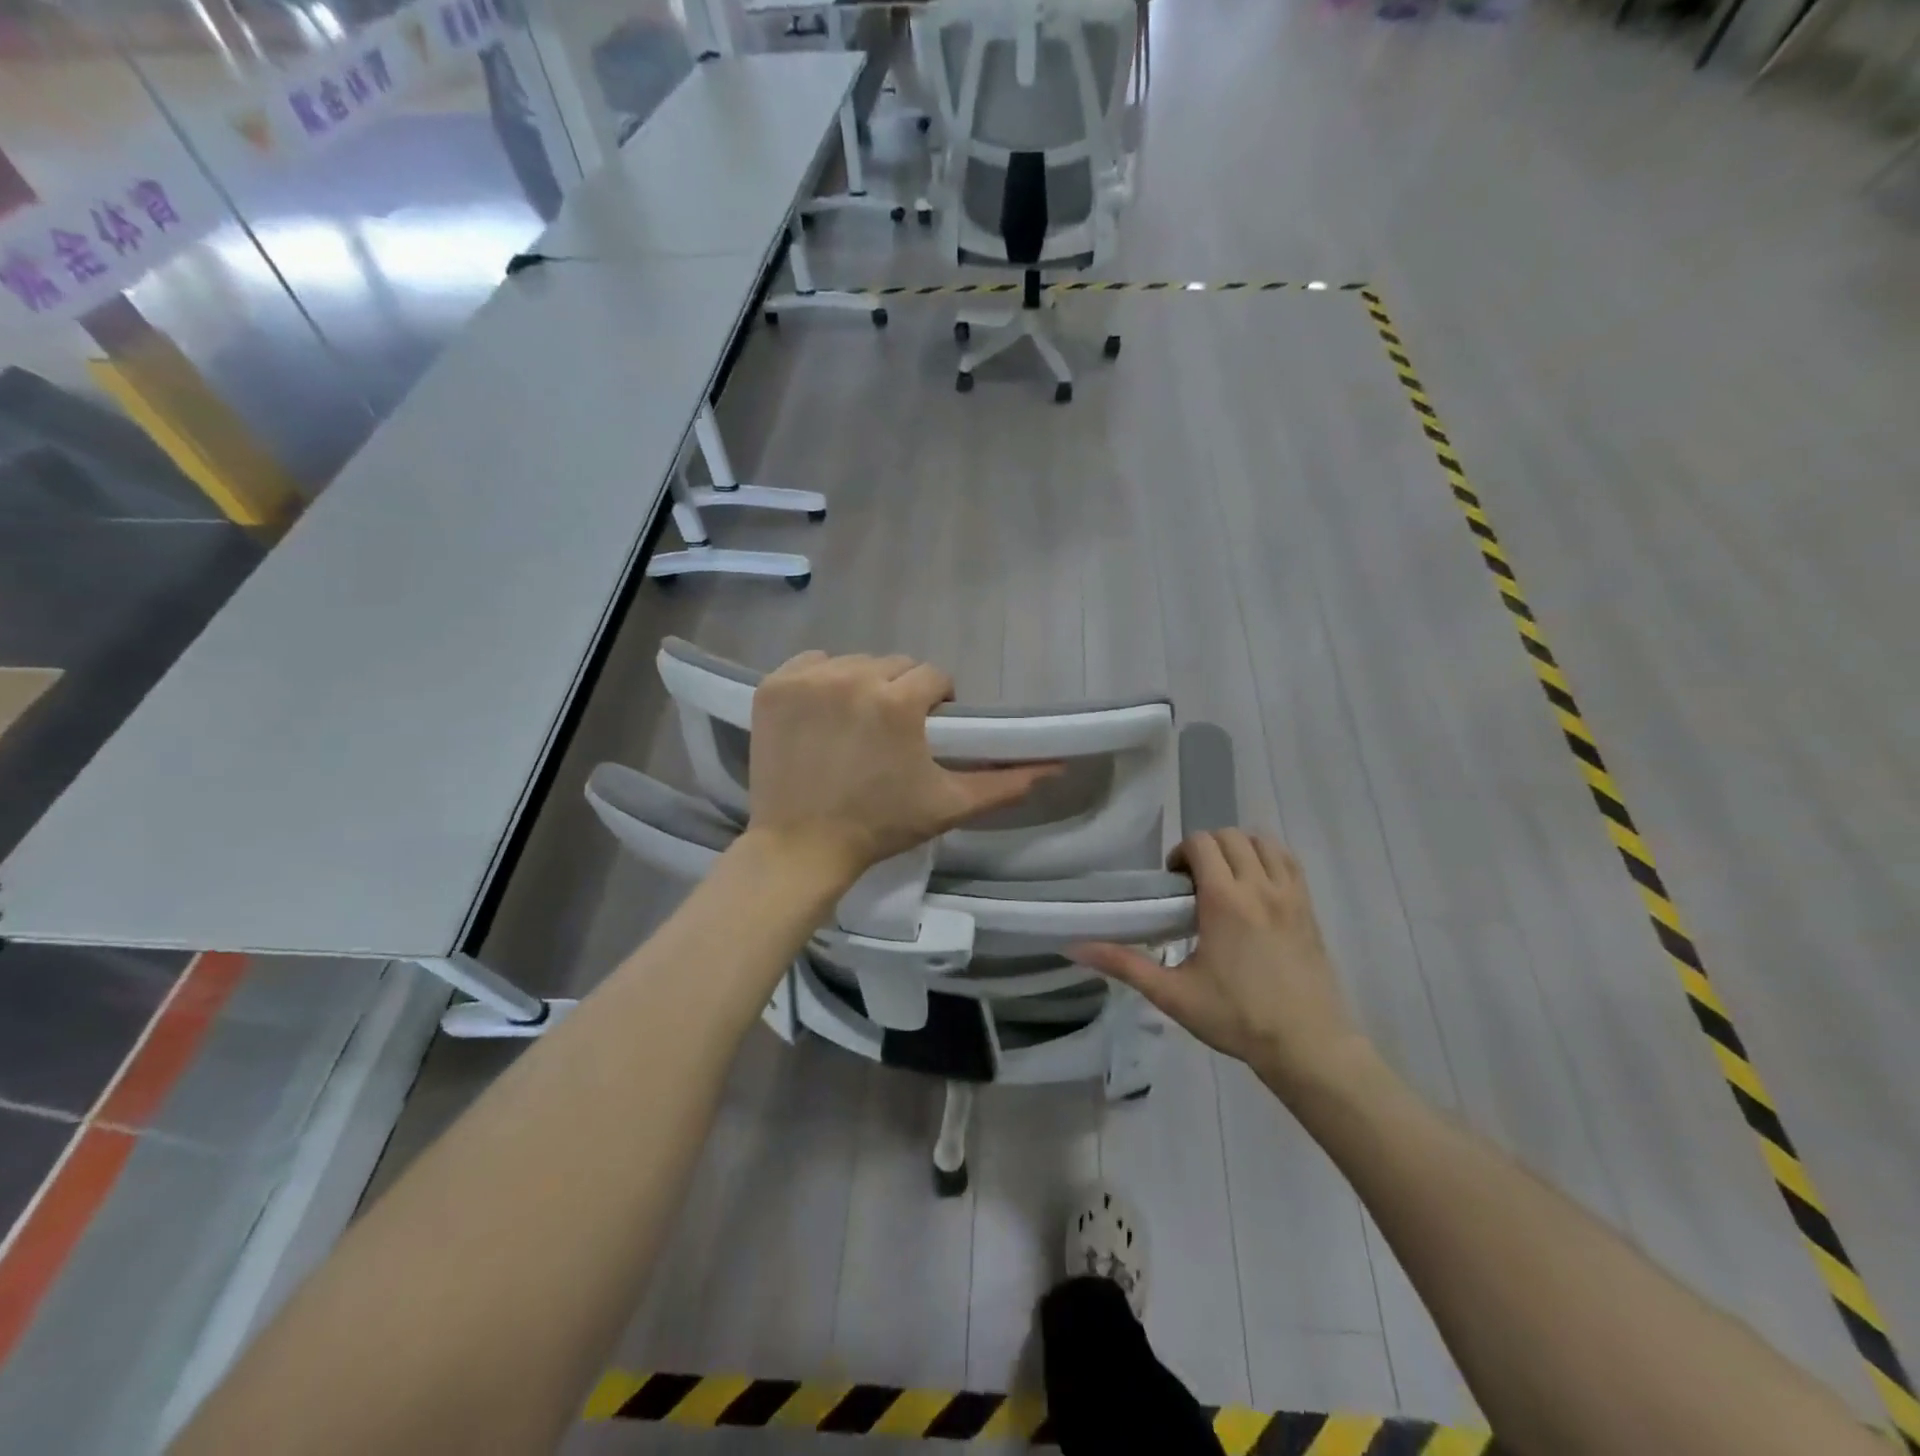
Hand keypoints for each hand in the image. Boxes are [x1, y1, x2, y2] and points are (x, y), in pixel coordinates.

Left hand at [746, 651, 1058, 886]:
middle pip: (894, 665)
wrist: (801, 848)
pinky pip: (811, 664)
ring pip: (854, 663)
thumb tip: (1055, 766)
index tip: (928, 730)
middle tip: (892, 733)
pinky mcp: (773, 686)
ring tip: (857, 725)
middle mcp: (853, 677)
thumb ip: (1005, 783)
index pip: (933, 676)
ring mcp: (808, 680)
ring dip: (863, 686)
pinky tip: (823, 714)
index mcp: (898, 701)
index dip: (936, 703)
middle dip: (901, 693)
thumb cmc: (880, 827)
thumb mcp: (949, 805)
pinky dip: (821, 681)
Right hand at [1072, 830, 1370, 1094]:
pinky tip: (1257, 889)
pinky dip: (1269, 859)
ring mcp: (1291, 895)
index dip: (1181, 854)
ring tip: (1227, 881)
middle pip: (1230, 836)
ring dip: (1239, 849)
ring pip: (1263, 842)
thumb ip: (1125, 965)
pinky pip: (1289, 861)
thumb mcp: (1174, 995)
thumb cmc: (1237, 1018)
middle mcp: (1260, 887)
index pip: (1201, 843)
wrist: (1308, 1046)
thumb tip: (1075, 948)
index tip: (1174, 884)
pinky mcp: (1309, 908)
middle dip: (1207, 849)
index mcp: (1225, 901)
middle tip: (1195, 884)